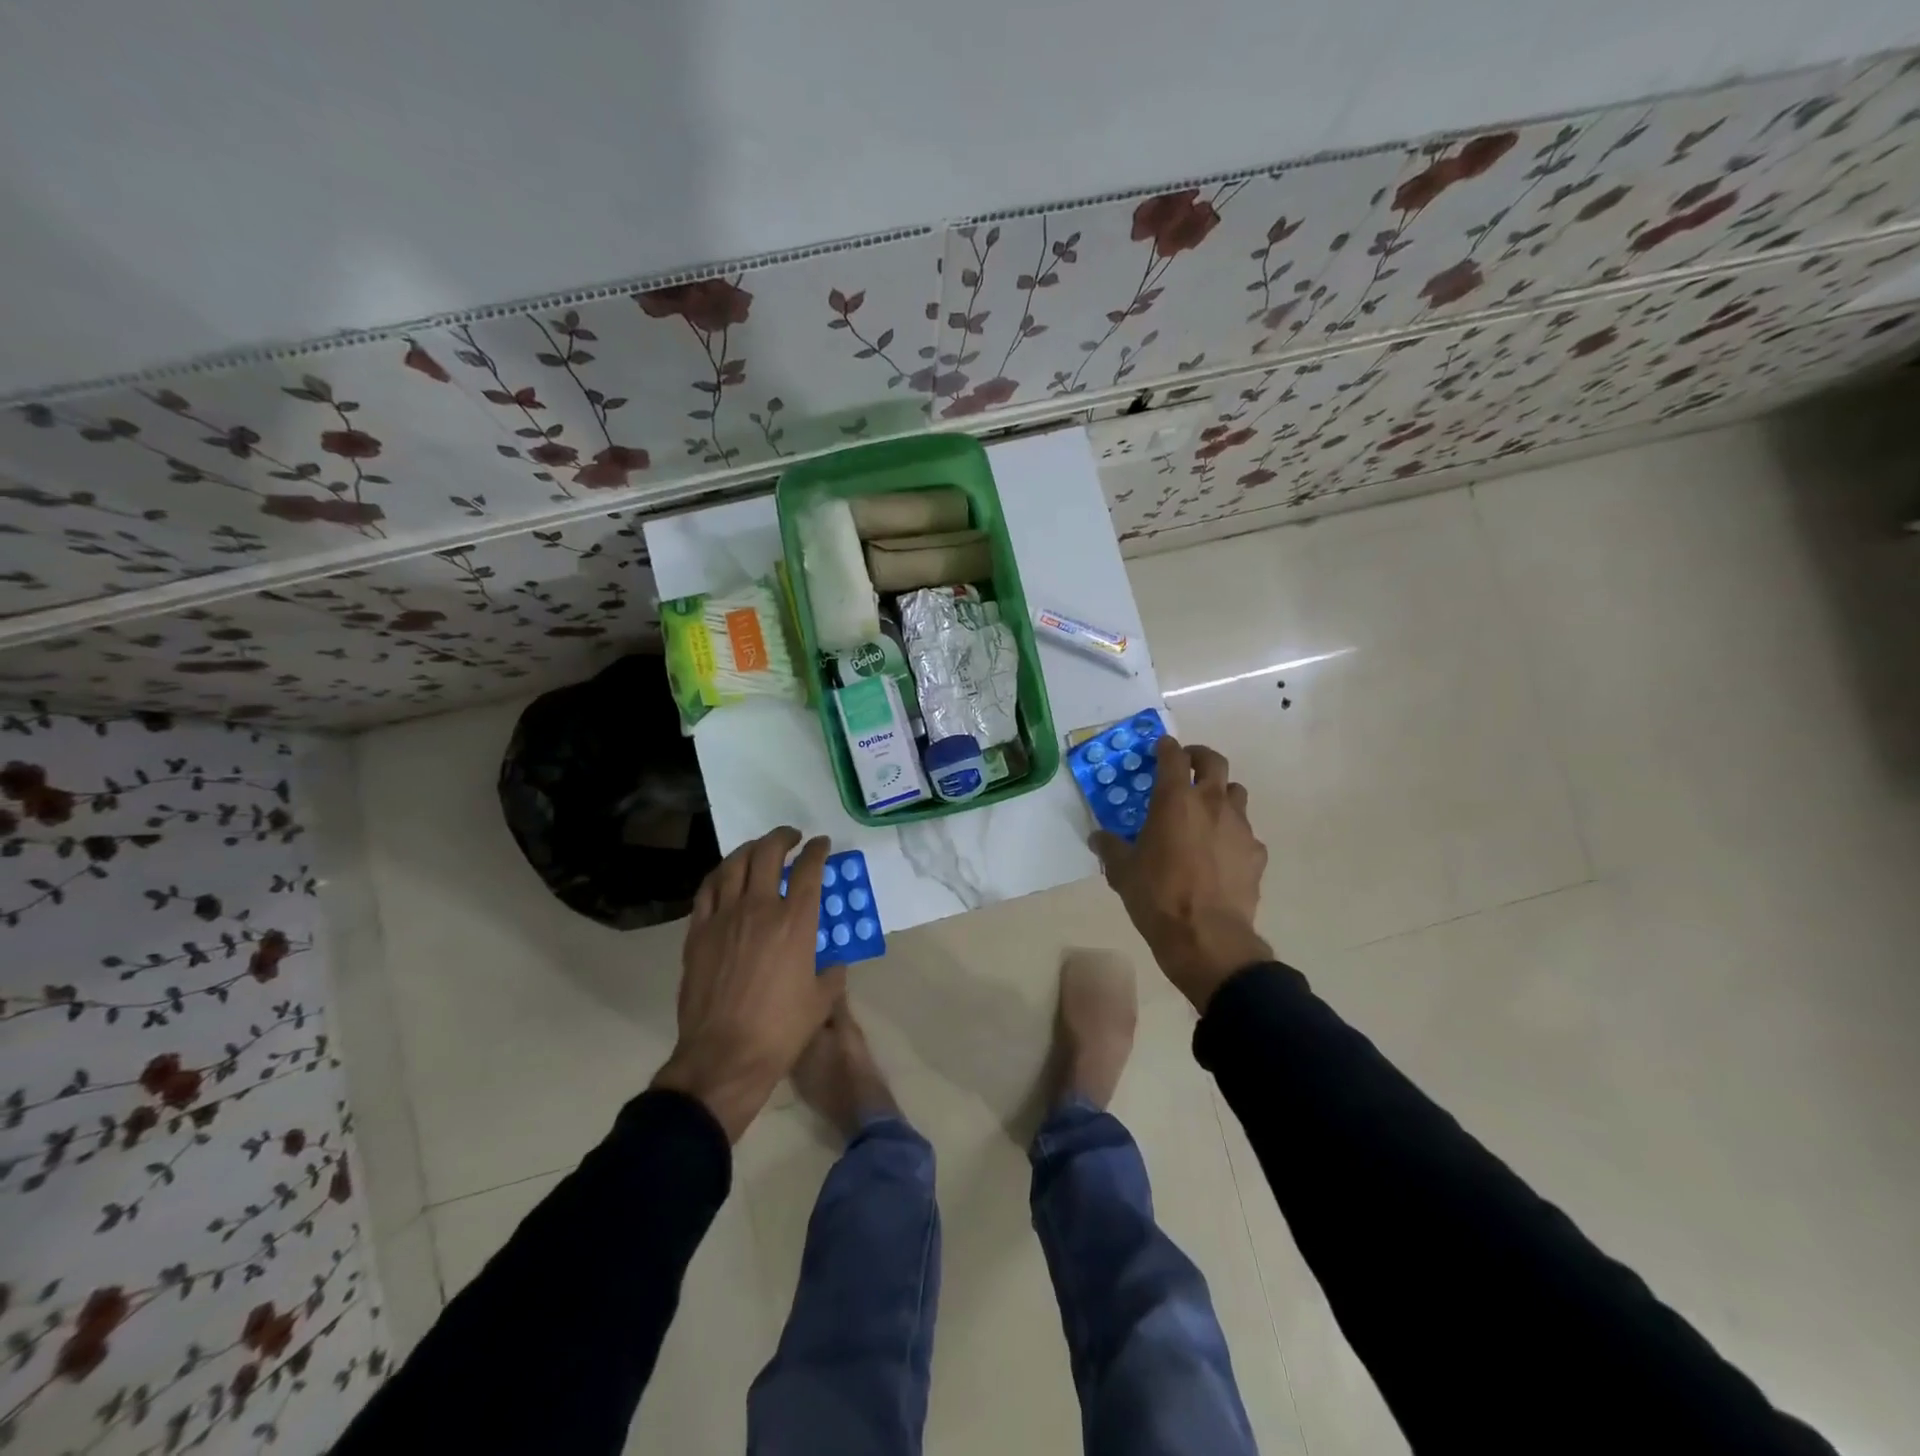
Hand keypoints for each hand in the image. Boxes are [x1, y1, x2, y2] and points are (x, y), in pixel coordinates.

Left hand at [652, 828, 839, 1141]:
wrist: (724, 1055)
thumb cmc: (781, 1030)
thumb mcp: (822, 1000)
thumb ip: (832, 971)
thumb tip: (832, 960)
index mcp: (796, 922)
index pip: (809, 869)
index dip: (817, 850)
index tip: (821, 844)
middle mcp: (759, 908)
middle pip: (768, 853)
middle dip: (783, 838)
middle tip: (792, 838)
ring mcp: (724, 917)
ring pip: (734, 864)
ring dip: (750, 849)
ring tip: (759, 849)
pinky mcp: (698, 932)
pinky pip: (707, 889)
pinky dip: (721, 874)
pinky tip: (727, 876)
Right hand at [1092, 737, 1271, 1011]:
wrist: (1207, 937)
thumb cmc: (1158, 896)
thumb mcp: (1122, 872)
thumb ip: (1110, 848)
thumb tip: (1098, 838)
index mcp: (1175, 800)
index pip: (1173, 757)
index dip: (1166, 747)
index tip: (1161, 746)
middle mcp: (1212, 803)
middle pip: (1214, 762)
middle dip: (1199, 757)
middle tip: (1187, 765)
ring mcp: (1240, 827)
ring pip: (1236, 793)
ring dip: (1220, 793)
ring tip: (1206, 810)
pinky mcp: (1256, 853)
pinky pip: (1245, 832)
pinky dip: (1232, 834)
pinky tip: (1221, 854)